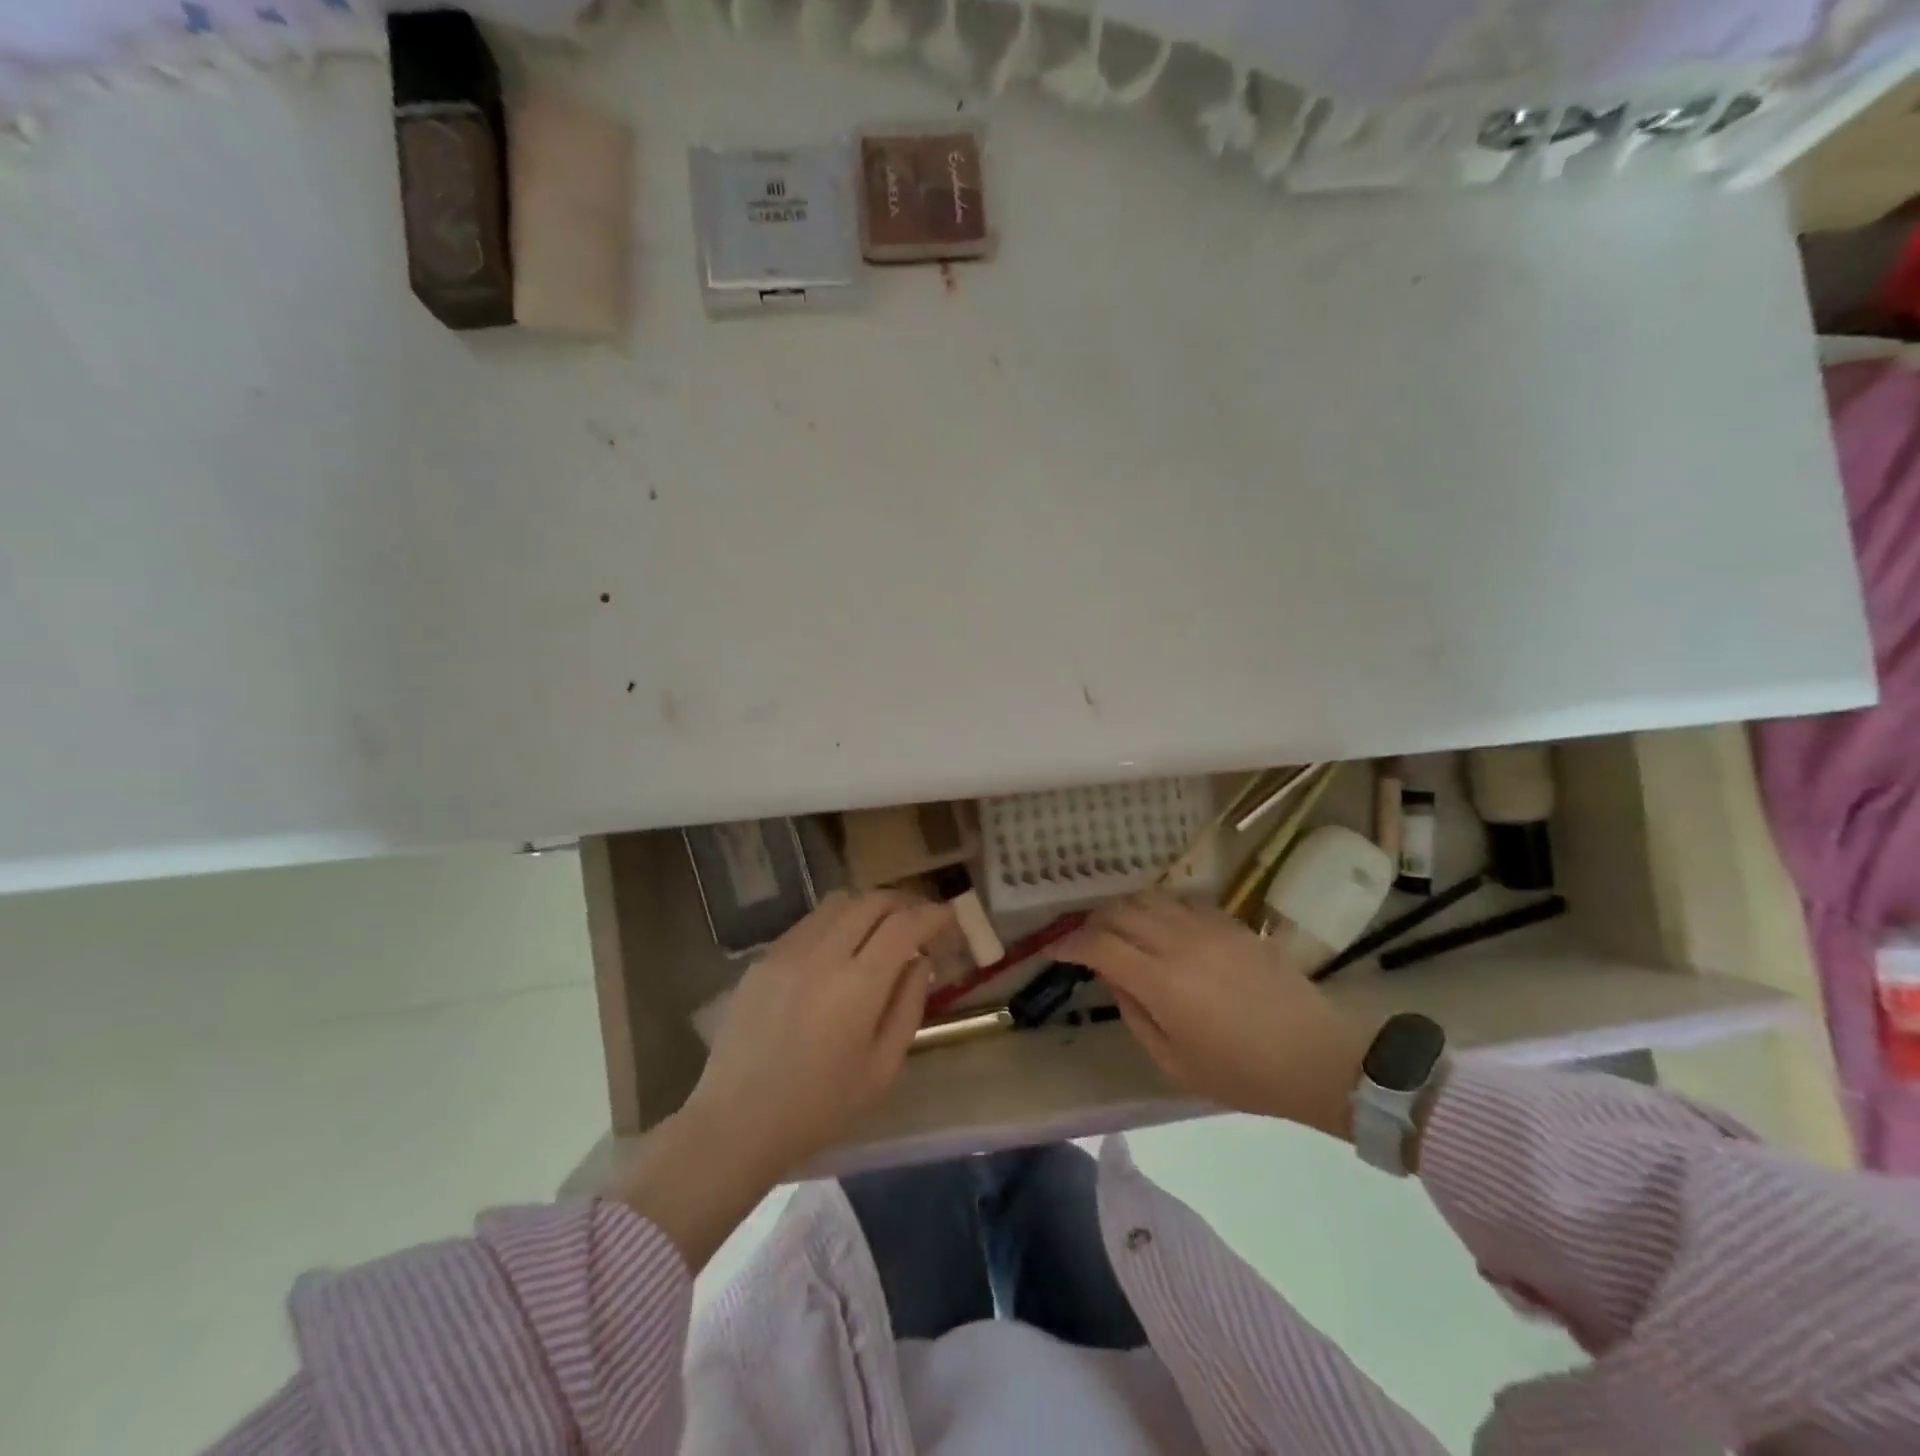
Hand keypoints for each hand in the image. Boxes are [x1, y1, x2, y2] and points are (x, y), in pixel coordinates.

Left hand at [688, 889, 951, 1171]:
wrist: (737, 1123)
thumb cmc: (820, 1107)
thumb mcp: (882, 1069)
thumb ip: (908, 1007)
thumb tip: (920, 962)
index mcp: (858, 985)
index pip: (904, 925)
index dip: (932, 915)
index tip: (948, 916)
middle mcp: (822, 955)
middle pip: (871, 901)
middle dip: (904, 903)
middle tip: (919, 920)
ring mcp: (787, 952)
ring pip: (838, 903)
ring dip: (868, 907)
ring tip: (880, 929)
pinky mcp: (762, 959)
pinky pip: (808, 923)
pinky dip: (835, 923)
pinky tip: (838, 951)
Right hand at [1059, 893, 1375, 1140]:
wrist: (1318, 1055)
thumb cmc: (1243, 1073)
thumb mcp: (1174, 1063)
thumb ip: (1134, 1014)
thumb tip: (1114, 977)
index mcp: (1160, 981)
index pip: (1098, 945)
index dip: (1069, 943)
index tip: (1054, 950)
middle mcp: (1178, 942)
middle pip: (1119, 912)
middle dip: (1092, 923)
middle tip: (1085, 942)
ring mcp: (1207, 926)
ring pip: (1149, 898)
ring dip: (1124, 910)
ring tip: (1119, 930)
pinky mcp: (1231, 922)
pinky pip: (1181, 901)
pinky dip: (1159, 908)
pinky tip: (1161, 928)